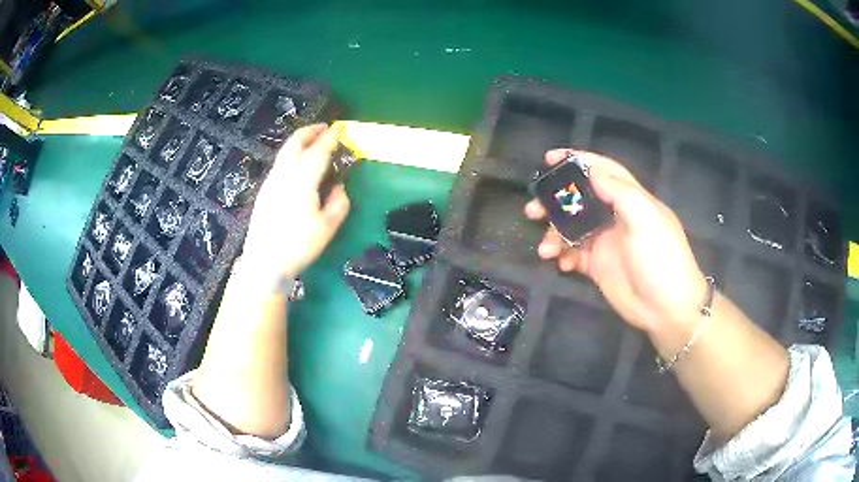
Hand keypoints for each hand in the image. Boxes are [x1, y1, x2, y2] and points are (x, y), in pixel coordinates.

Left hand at [242, 124, 350, 279]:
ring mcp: (271, 181)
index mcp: (302, 181)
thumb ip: (338, 203)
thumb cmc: (298, 246)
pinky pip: (280, 163)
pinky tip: (298, 165)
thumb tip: (339, 186)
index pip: (317, 151)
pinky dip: (292, 154)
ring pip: (285, 151)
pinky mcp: (264, 190)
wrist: (264, 262)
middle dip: (310, 131)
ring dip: (300, 141)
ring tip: (313, 142)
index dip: (330, 138)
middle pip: (295, 143)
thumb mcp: (327, 228)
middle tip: (325, 128)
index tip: (340, 128)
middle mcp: (284, 175)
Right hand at [524, 149, 706, 335]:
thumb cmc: (661, 259)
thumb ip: (619, 192)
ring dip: (554, 234)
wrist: (666, 309)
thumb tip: (591, 171)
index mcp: (631, 199)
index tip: (550, 159)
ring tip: (545, 249)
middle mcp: (616, 217)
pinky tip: (561, 264)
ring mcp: (606, 242)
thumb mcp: (646, 220)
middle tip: (533, 209)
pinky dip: (564, 256)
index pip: (603, 171)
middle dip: (555, 201)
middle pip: (580, 199)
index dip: (578, 161)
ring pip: (572, 228)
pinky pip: (574, 254)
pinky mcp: (598, 266)